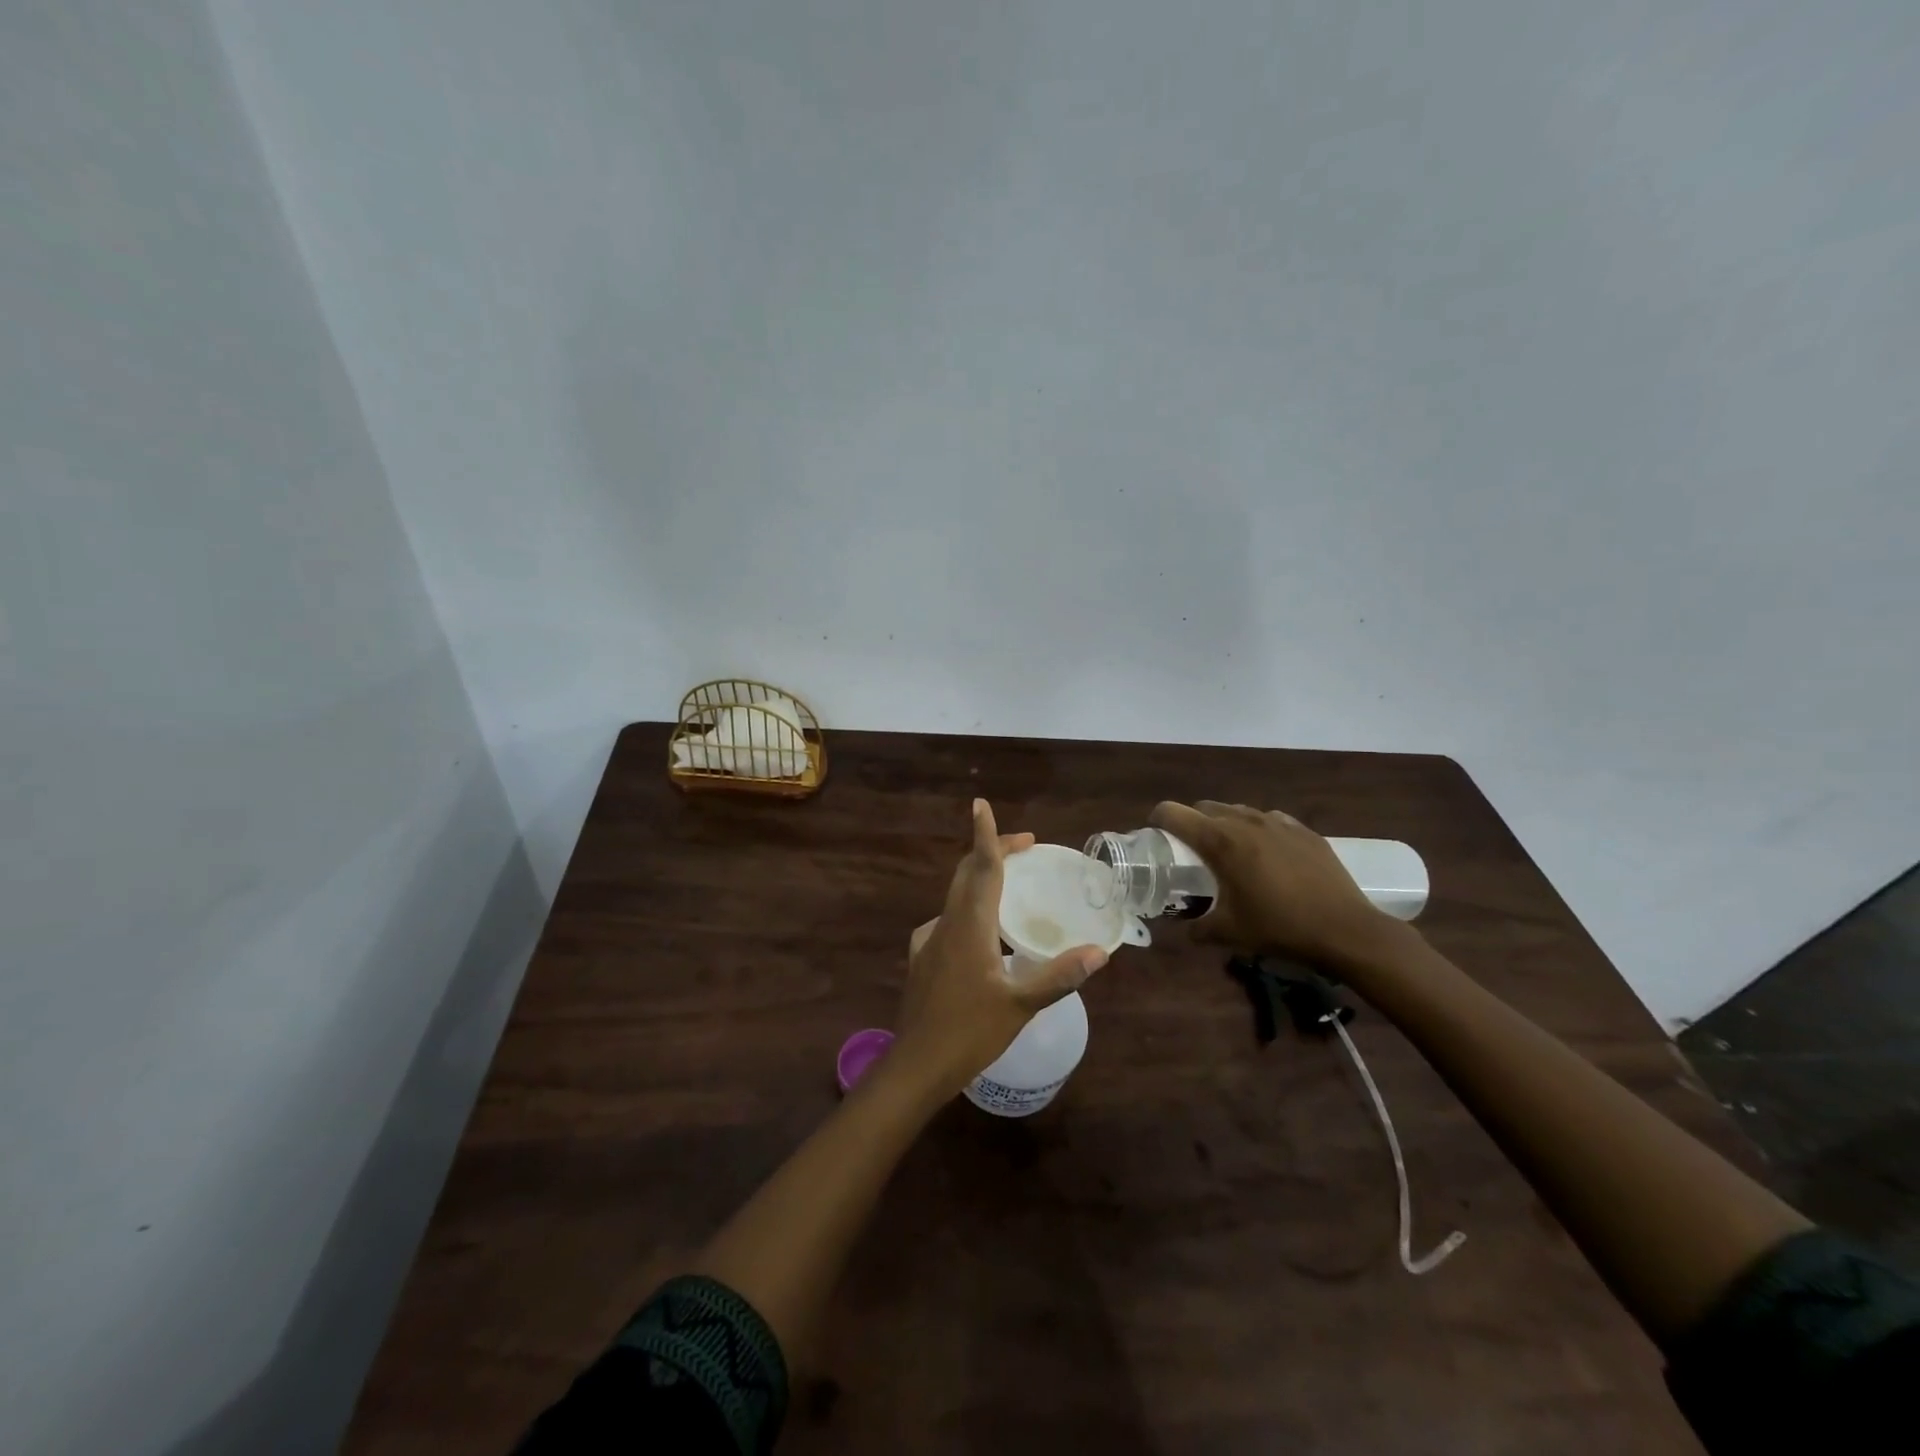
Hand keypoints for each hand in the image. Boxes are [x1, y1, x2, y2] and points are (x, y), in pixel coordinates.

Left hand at [892, 800, 1108, 1097]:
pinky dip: (969, 910)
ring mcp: (929, 941)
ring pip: (957, 897)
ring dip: (982, 880)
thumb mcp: (1021, 1005)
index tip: (981, 805)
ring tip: (1010, 886)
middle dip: (993, 853)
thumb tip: (1099, 952)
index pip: (981, 868)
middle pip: (967, 875)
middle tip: (1025, 847)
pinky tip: (983, 934)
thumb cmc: (969, 1032)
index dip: (985, 835)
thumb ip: (1059, 975)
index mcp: (969, 926)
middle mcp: (946, 924)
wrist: (916, 1065)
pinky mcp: (923, 959)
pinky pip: (949, 920)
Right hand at [1149, 800, 1394, 968]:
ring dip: (1225, 825)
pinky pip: (1270, 820)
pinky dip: (1258, 831)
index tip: (1155, 835)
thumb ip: (1198, 928)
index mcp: (1220, 842)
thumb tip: (1185, 930)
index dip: (1158, 819)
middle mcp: (1245, 822)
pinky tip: (1267, 856)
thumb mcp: (1229, 934)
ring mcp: (1278, 823)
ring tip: (1230, 853)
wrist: (1346, 930)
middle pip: (1205, 807)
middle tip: (1191, 851)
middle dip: (1192, 823)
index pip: (1174, 813)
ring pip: (1238, 811)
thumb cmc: (1280, 928)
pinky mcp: (1304, 830)